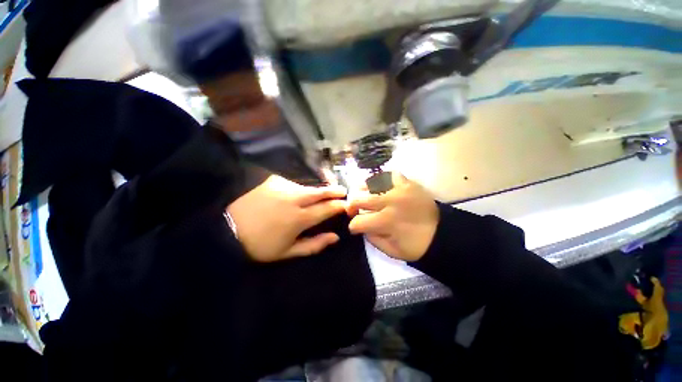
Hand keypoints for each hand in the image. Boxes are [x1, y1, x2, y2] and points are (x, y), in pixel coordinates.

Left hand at [227, 175, 347, 261]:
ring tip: (318, 195)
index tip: (346, 204)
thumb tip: (335, 237)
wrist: (227, 228)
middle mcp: (295, 199)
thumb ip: (314, 245)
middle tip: (342, 191)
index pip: (327, 209)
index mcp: (299, 218)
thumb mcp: (287, 252)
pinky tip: (293, 195)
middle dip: (334, 191)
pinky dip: (298, 189)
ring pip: (307, 187)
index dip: (339, 206)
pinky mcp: (274, 180)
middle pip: (321, 192)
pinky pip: (292, 184)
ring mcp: (283, 187)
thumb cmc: (260, 244)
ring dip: (315, 191)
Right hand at [348, 172, 438, 261]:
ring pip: (370, 184)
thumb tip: (362, 227)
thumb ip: (371, 239)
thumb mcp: (391, 251)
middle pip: (358, 199)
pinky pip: (389, 175)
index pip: (358, 221)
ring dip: (363, 191)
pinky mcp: (408, 183)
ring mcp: (398, 189)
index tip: (355, 228)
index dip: (353, 227)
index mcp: (385, 221)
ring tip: (364, 195)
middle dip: (352, 206)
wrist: (441, 233)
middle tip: (355, 210)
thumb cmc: (415, 245)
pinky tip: (380, 187)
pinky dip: (382, 180)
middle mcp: (389, 202)